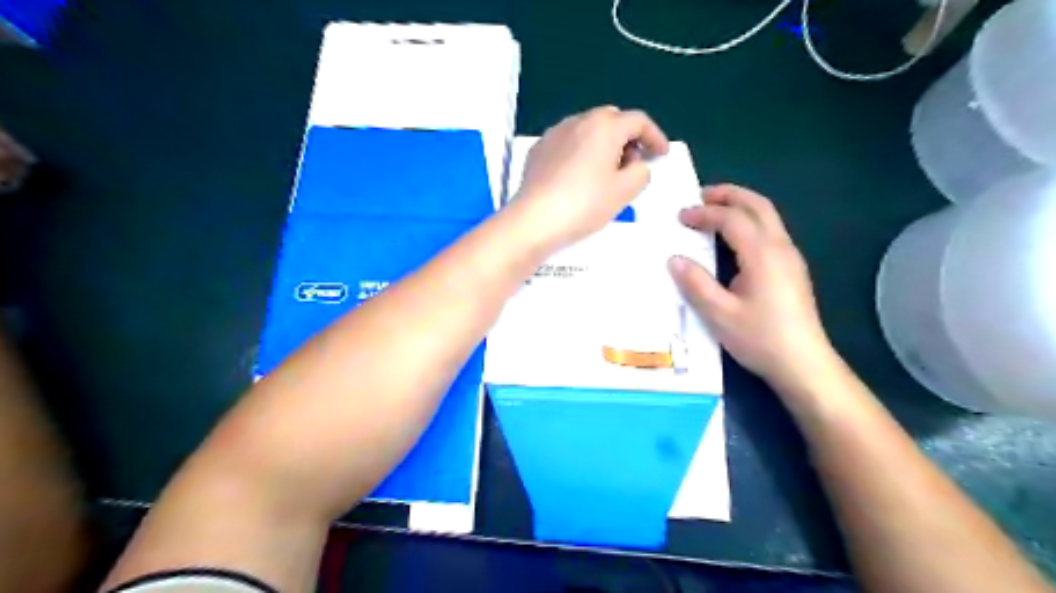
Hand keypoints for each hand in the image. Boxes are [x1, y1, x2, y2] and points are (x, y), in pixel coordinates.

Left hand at [509, 106, 665, 248]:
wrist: (534, 219)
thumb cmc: (585, 204)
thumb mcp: (624, 191)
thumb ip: (641, 172)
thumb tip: (635, 164)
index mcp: (604, 126)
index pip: (638, 121)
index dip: (655, 136)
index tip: (661, 155)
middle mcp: (578, 121)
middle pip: (611, 120)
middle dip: (628, 138)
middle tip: (633, 163)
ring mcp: (555, 133)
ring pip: (587, 130)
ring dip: (603, 144)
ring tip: (606, 172)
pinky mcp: (538, 150)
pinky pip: (568, 143)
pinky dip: (581, 152)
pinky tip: (579, 176)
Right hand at [667, 185, 833, 387]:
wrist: (803, 363)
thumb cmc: (759, 338)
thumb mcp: (719, 313)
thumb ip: (696, 283)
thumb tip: (674, 259)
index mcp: (762, 254)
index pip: (731, 219)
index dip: (704, 213)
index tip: (681, 217)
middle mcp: (780, 247)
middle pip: (757, 205)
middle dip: (729, 195)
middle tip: (701, 196)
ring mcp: (791, 257)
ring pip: (768, 216)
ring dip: (741, 206)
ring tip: (714, 211)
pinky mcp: (793, 269)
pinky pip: (770, 231)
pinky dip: (749, 221)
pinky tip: (734, 238)